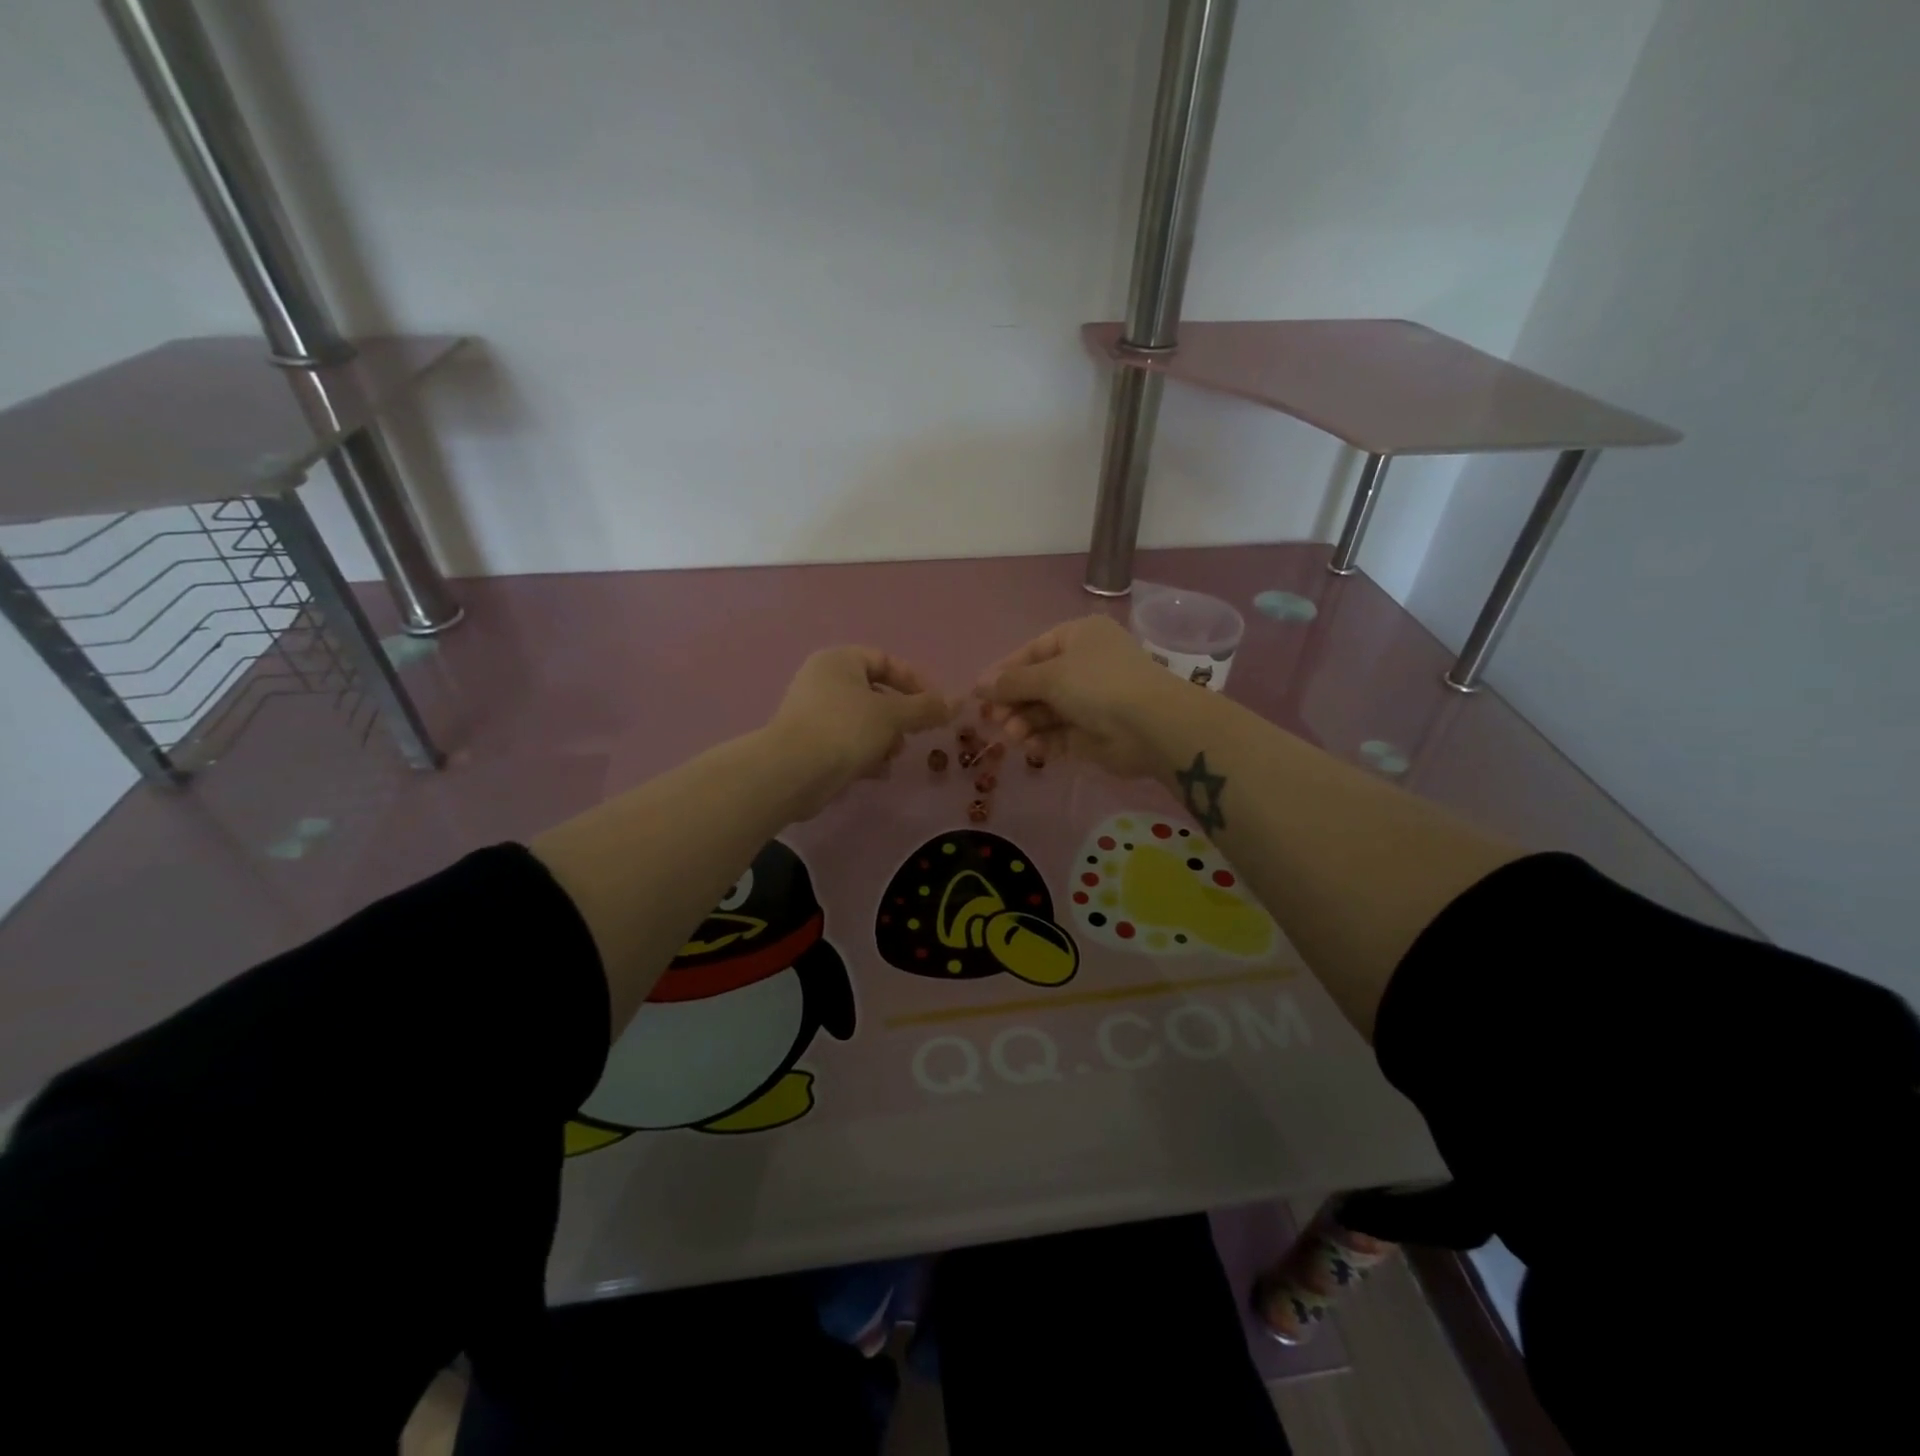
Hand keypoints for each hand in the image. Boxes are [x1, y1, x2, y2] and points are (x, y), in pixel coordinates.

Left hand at [768, 646, 951, 815]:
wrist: (793, 771)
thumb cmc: (845, 729)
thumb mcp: (893, 715)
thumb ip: (926, 708)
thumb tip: (956, 703)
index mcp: (839, 661)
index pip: (885, 660)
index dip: (914, 681)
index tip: (935, 705)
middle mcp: (822, 680)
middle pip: (874, 692)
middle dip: (899, 716)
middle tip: (915, 734)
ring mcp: (811, 712)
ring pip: (861, 720)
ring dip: (884, 738)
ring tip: (894, 756)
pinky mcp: (807, 743)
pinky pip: (845, 741)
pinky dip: (864, 754)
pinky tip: (876, 773)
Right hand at [974, 615, 1177, 778]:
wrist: (1150, 725)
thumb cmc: (1097, 684)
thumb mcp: (1049, 675)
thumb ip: (1011, 682)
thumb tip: (978, 685)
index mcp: (1079, 638)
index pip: (1032, 652)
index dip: (1004, 672)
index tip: (979, 694)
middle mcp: (1085, 665)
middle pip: (1037, 684)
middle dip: (1014, 703)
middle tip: (995, 721)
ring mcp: (1091, 701)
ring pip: (1045, 712)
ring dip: (1025, 723)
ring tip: (1015, 736)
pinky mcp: (1093, 733)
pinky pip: (1059, 735)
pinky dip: (1043, 741)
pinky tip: (1032, 748)